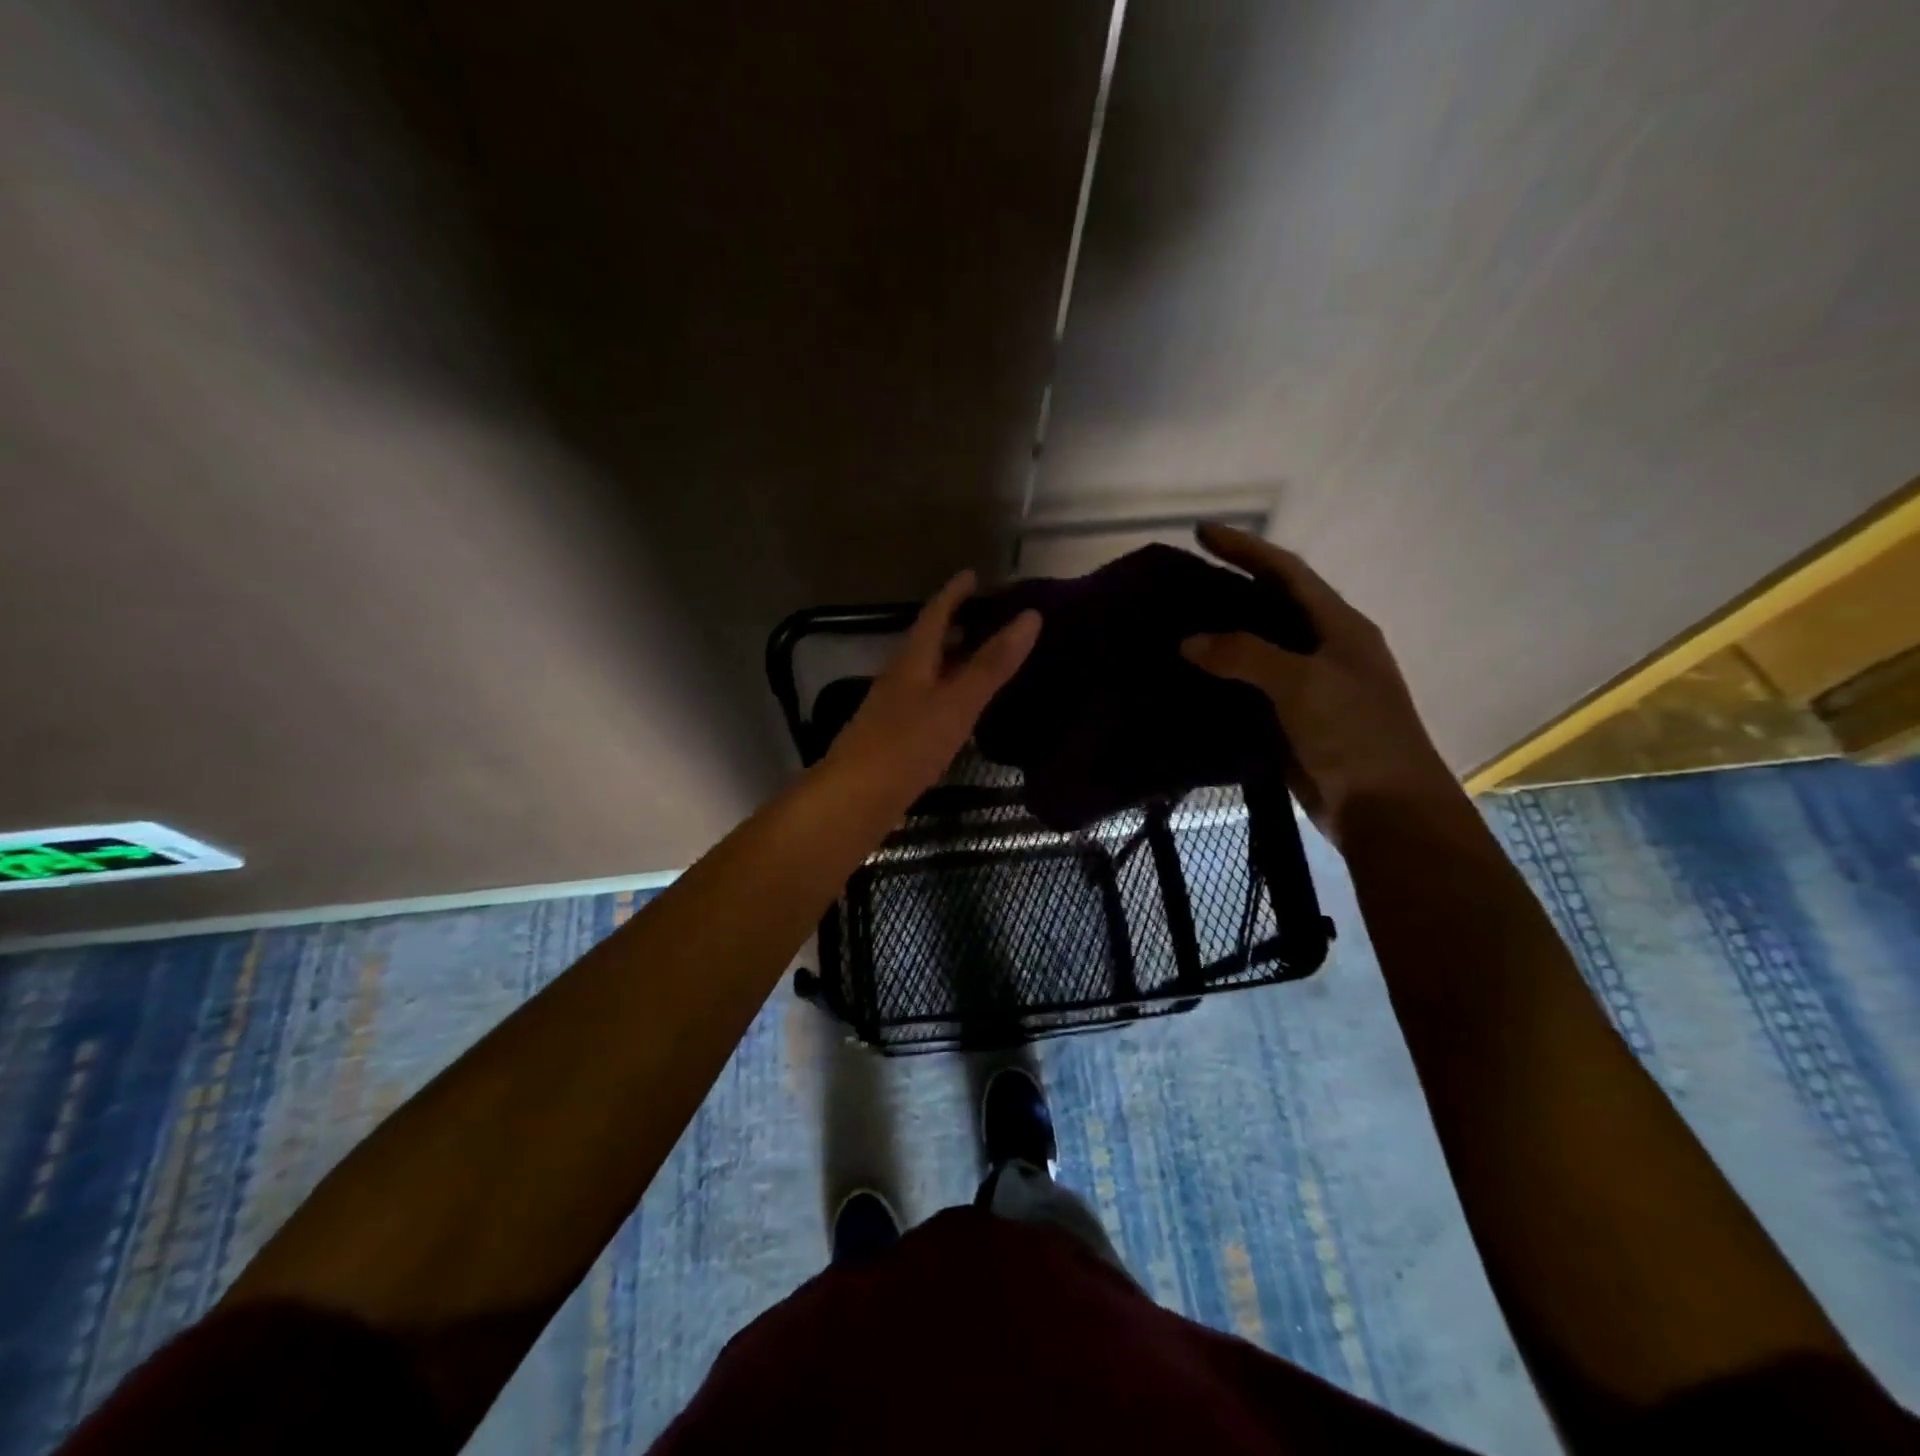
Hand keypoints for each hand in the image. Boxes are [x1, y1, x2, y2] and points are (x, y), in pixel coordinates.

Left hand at [822, 570, 1040, 808]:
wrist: (855, 799)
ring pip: (927, 674)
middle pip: (928, 643)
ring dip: (952, 661)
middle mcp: (900, 678)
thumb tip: (1031, 617)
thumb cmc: (907, 745)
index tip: (974, 574)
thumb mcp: (957, 702)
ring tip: (982, 659)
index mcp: (912, 661)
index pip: (934, 615)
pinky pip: (927, 703)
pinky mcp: (895, 739)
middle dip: (956, 625)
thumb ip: (992, 664)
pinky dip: (948, 694)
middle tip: (988, 616)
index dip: (954, 593)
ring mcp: (894, 709)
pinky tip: (961, 711)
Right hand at [1181, 524, 1459, 841]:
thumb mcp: (1303, 683)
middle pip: (1272, 606)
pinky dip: (1221, 680)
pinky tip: (1190, 680)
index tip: (1202, 532)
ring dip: (1222, 636)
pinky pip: (1250, 689)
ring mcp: (1309, 687)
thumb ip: (1245, 655)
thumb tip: (1189, 641)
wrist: (1385, 808)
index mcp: (1339, 626)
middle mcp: (1325, 649)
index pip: (1287, 572)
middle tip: (1182, 582)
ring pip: (1258, 649)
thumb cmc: (1355, 734)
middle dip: (1231, 588)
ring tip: (1176, 626)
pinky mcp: (1293, 721)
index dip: (1246, 549)